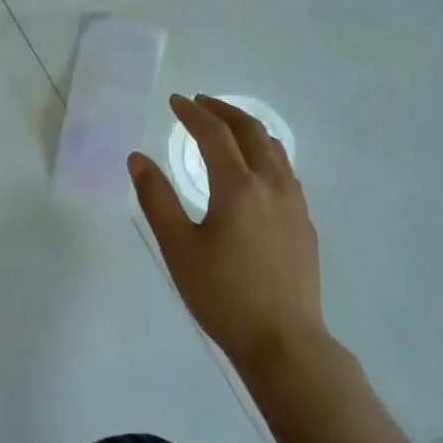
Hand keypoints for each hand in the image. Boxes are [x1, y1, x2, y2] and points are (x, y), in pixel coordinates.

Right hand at [129, 94, 328, 376]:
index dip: (193, 113)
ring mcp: (294, 203)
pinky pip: (285, 170)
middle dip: (223, 111)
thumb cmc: (222, 295)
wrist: (283, 341)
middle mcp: (271, 185)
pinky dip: (264, 153)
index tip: (175, 101)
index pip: (214, 134)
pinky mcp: (304, 223)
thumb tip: (137, 158)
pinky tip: (253, 170)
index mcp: (238, 187)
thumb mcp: (178, 247)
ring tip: (226, 127)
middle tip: (199, 103)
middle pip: (251, 131)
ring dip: (247, 129)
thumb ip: (156, 198)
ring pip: (274, 148)